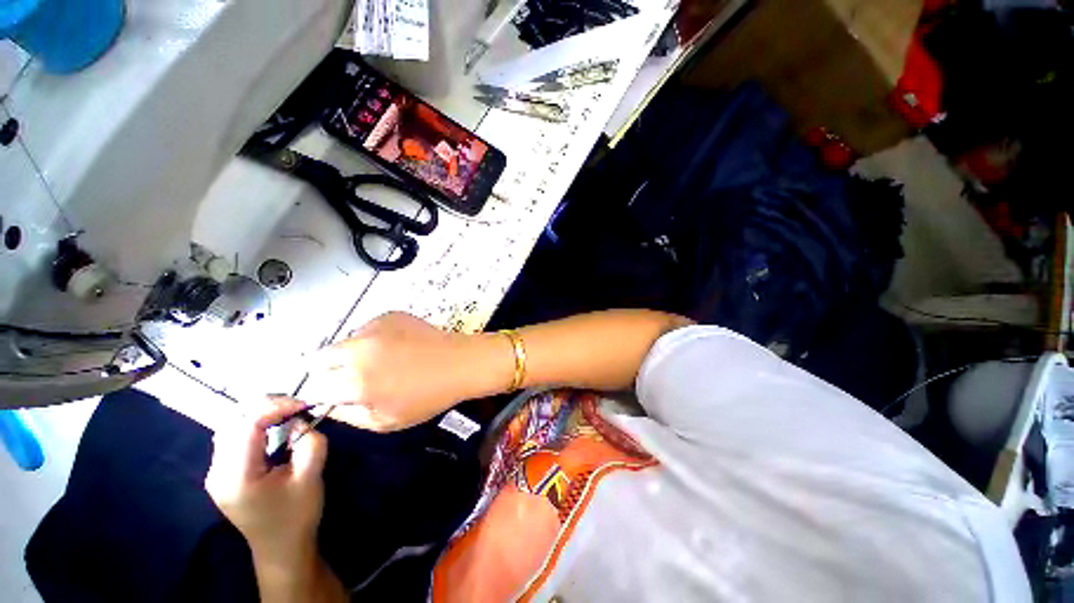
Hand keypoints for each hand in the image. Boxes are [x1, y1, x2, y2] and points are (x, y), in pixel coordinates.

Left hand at [205, 398, 327, 568]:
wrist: (281, 547)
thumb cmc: (297, 513)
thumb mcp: (312, 476)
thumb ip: (310, 442)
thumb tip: (298, 421)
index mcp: (237, 476)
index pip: (248, 425)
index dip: (276, 407)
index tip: (304, 405)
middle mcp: (217, 472)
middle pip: (234, 422)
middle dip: (267, 407)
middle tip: (296, 408)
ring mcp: (215, 474)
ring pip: (230, 428)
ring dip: (259, 415)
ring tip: (286, 415)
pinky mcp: (221, 475)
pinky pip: (232, 439)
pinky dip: (253, 427)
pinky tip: (272, 431)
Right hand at [301, 312, 509, 431]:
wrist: (460, 362)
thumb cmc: (429, 396)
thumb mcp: (387, 421)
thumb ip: (349, 416)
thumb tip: (329, 404)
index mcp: (356, 382)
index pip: (314, 387)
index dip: (323, 393)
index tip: (334, 394)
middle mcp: (358, 350)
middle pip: (319, 359)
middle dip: (330, 370)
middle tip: (355, 378)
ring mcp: (374, 328)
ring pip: (344, 342)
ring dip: (352, 353)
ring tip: (383, 361)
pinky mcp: (389, 315)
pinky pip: (367, 329)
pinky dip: (373, 339)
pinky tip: (397, 346)